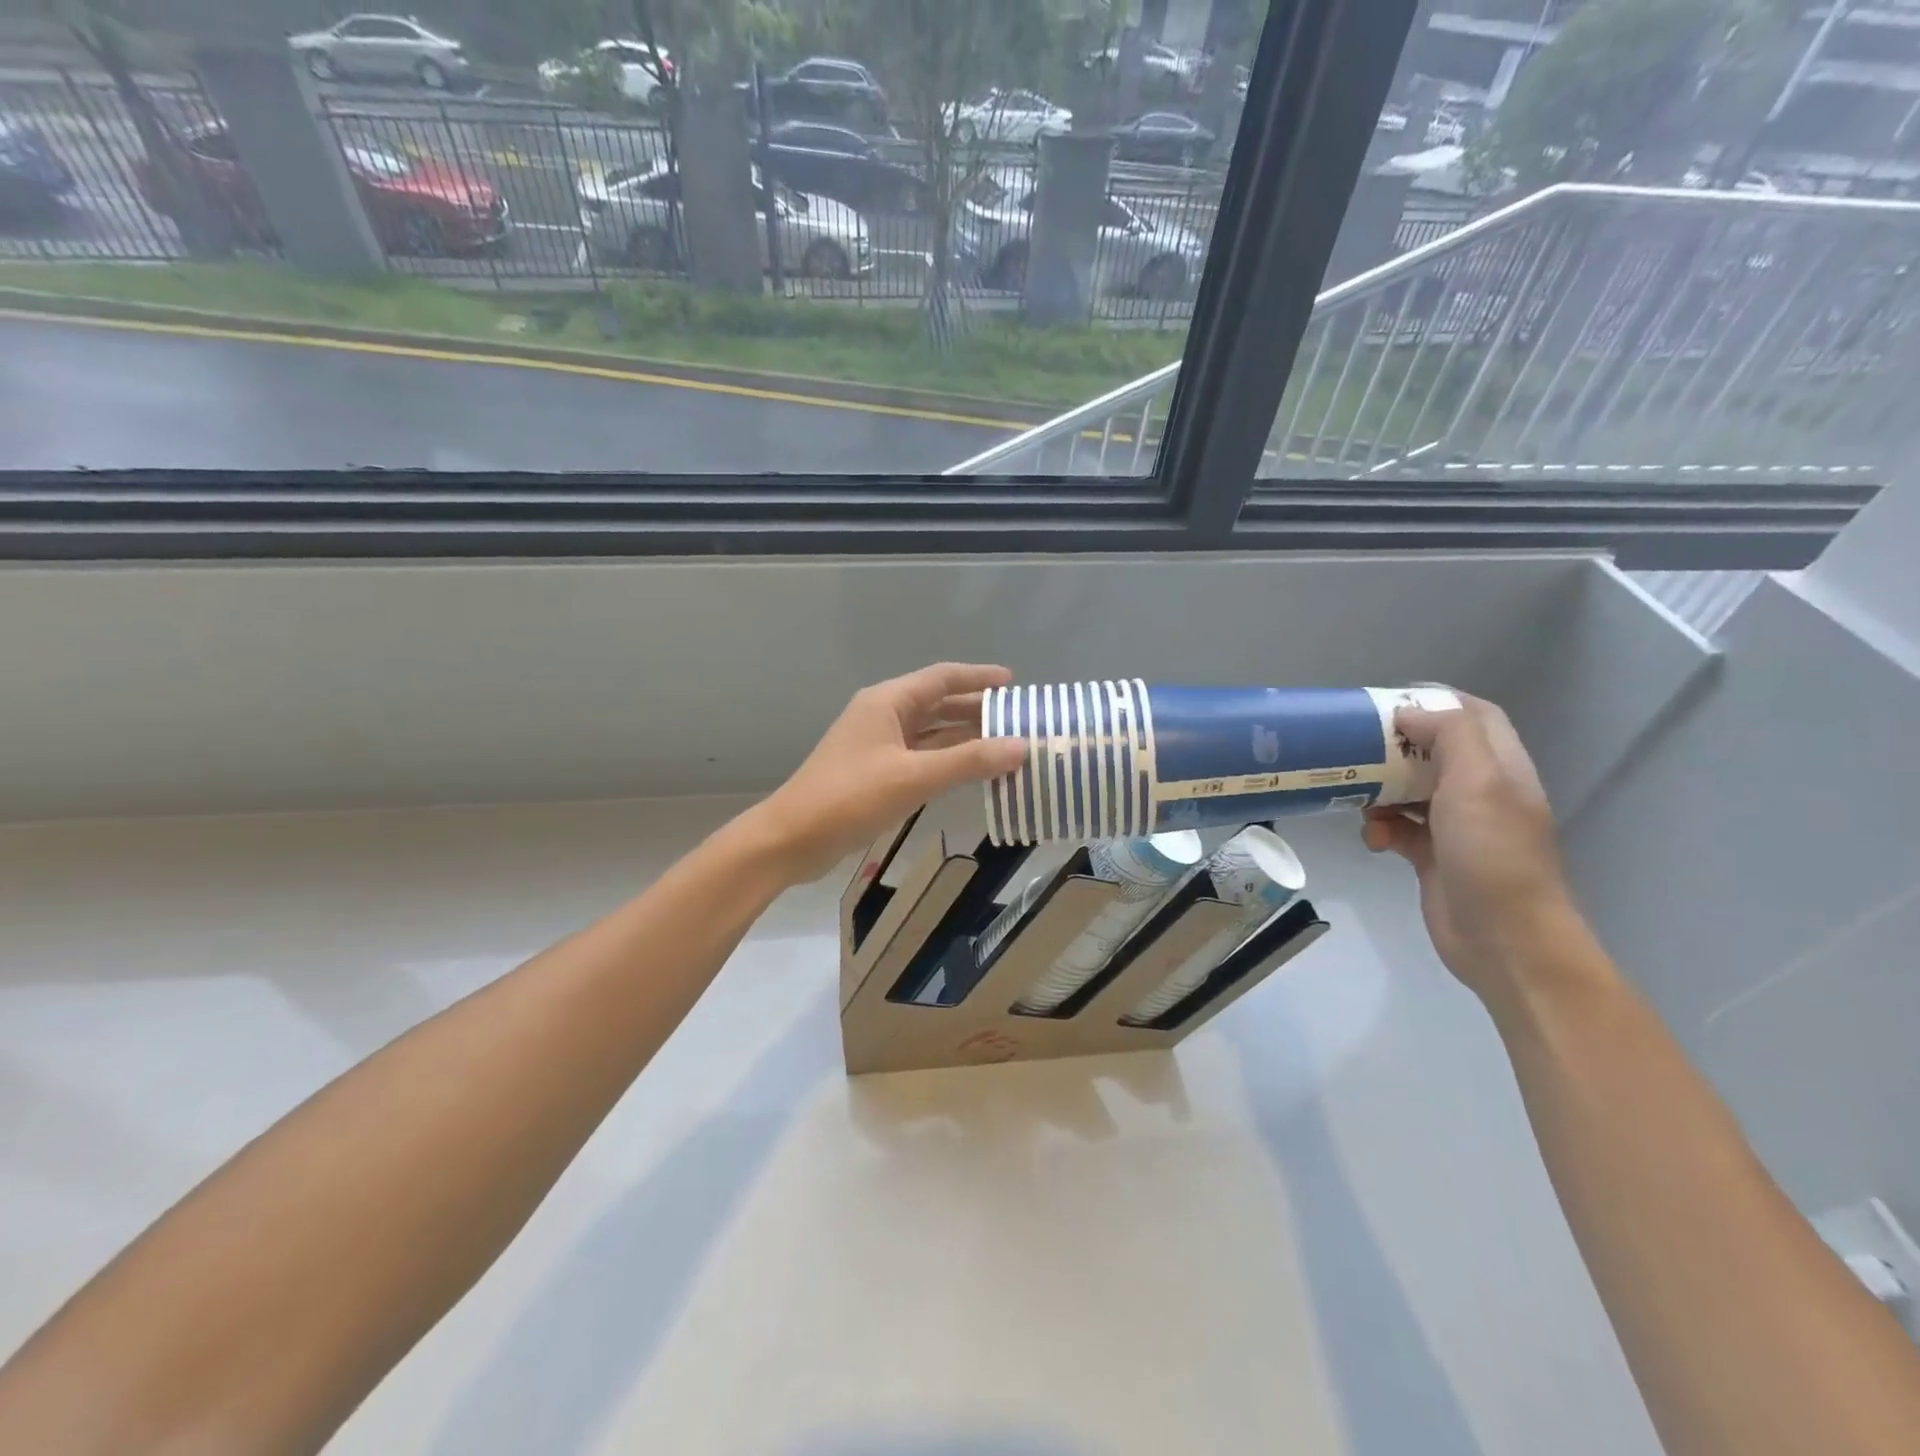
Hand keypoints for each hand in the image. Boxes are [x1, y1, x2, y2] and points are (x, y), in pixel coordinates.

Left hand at [747, 663, 1028, 885]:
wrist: (792, 839)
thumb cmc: (850, 798)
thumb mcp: (913, 777)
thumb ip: (969, 761)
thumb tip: (1023, 746)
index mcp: (888, 702)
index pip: (942, 678)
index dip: (979, 678)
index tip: (1015, 684)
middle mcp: (884, 716)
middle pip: (939, 705)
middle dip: (978, 711)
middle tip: (1020, 721)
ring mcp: (879, 746)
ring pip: (932, 734)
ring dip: (966, 739)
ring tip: (1008, 747)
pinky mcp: (878, 774)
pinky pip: (923, 758)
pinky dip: (949, 763)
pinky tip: (974, 773)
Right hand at [1362, 694, 1582, 1001]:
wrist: (1505, 941)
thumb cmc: (1493, 854)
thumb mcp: (1477, 783)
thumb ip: (1449, 736)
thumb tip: (1408, 713)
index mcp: (1500, 768)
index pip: (1474, 715)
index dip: (1435, 700)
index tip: (1388, 701)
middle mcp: (1481, 791)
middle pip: (1434, 751)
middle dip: (1395, 746)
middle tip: (1355, 744)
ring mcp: (1457, 826)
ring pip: (1409, 790)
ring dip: (1380, 790)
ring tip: (1355, 795)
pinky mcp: (1432, 856)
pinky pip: (1398, 828)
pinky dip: (1380, 828)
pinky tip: (1371, 839)